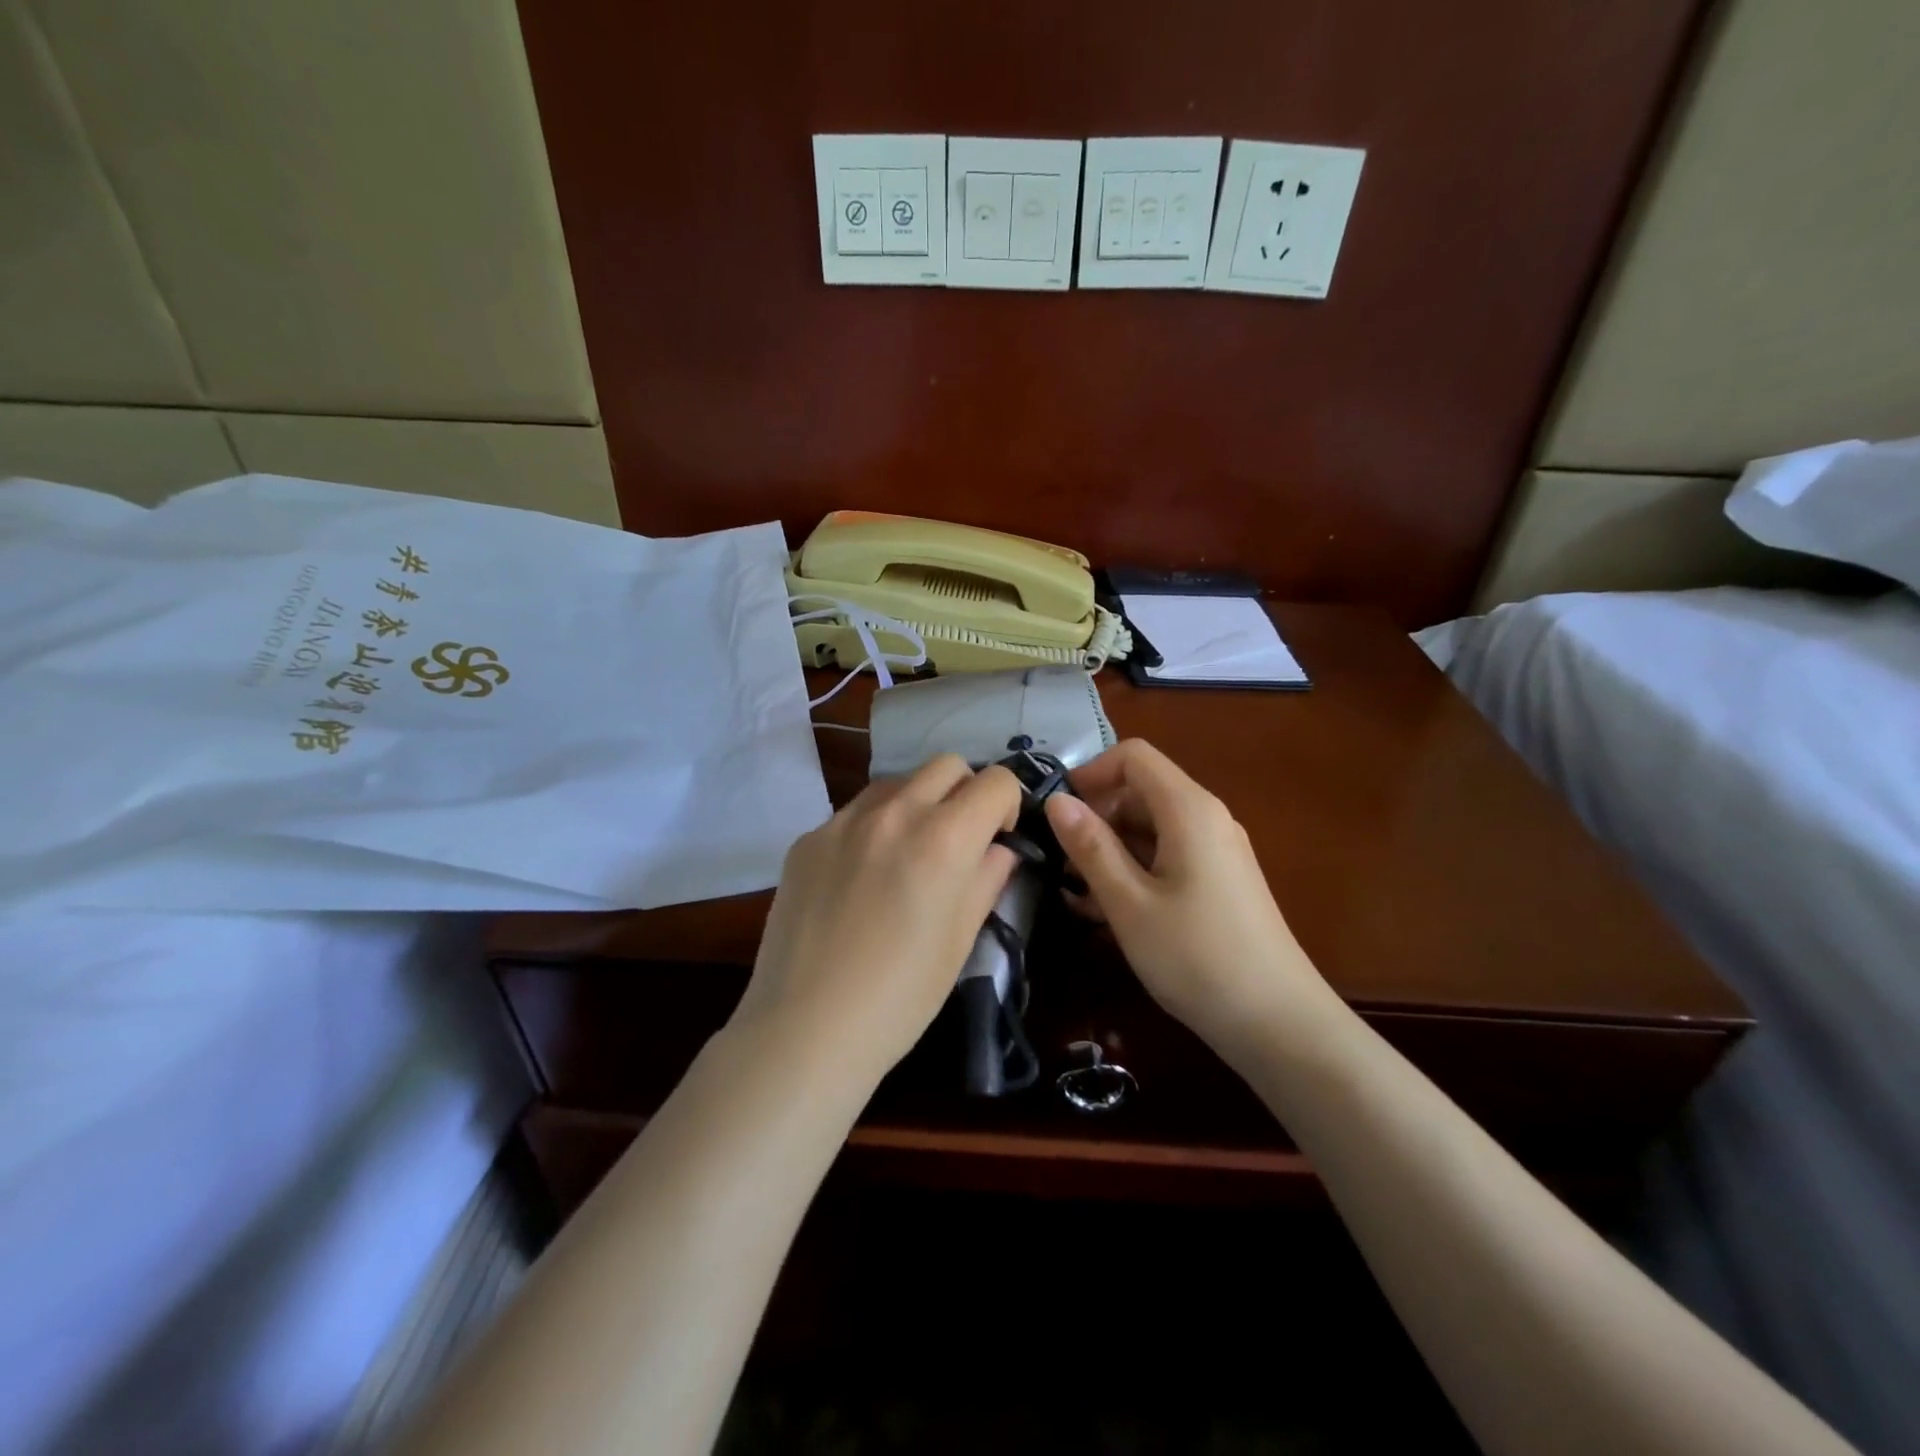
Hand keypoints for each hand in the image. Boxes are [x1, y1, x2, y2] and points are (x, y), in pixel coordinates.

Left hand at [732, 755, 1021, 1088]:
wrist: (807, 1027)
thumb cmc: (901, 995)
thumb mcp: (961, 939)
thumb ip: (987, 879)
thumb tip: (997, 849)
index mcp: (943, 838)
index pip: (995, 781)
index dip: (1007, 803)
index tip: (998, 837)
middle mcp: (894, 813)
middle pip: (946, 765)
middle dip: (965, 792)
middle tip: (959, 839)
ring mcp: (843, 821)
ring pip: (896, 782)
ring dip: (917, 802)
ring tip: (909, 853)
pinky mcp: (808, 839)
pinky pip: (853, 813)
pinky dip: (873, 827)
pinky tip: (861, 878)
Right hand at [1043, 740, 1333, 1046]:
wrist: (1279, 1024)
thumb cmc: (1196, 957)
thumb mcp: (1129, 903)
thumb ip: (1090, 847)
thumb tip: (1056, 799)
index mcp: (1188, 809)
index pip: (1134, 756)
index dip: (1091, 772)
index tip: (1058, 812)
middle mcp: (1207, 818)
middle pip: (1141, 790)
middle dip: (1096, 816)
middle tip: (1062, 862)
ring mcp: (1217, 850)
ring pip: (1151, 827)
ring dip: (1110, 849)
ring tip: (1077, 894)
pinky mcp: (1219, 881)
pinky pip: (1168, 855)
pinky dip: (1135, 869)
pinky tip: (1109, 911)